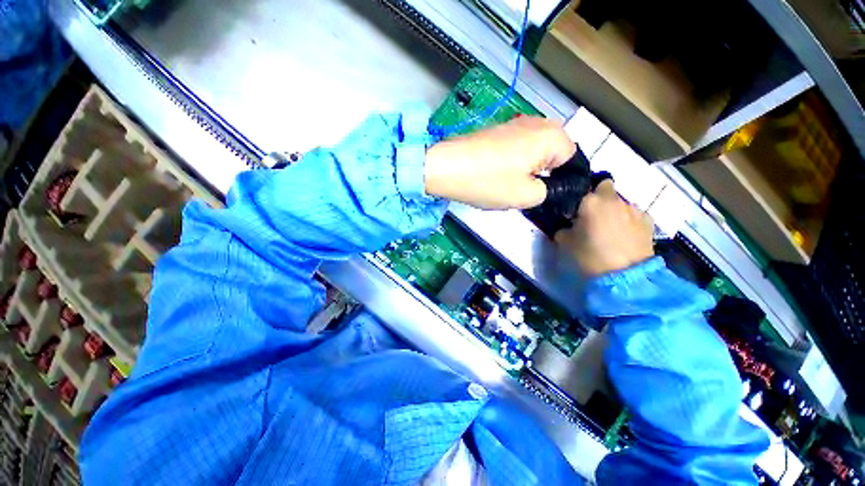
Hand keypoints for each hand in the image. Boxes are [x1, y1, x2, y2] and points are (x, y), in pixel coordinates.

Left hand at [424, 116, 575, 209]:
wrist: (446, 167)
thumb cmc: (487, 181)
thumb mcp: (526, 196)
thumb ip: (549, 192)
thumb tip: (551, 186)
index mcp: (551, 135)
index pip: (572, 158)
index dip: (561, 179)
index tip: (544, 193)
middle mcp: (537, 122)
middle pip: (553, 152)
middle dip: (543, 172)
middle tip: (524, 189)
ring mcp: (515, 123)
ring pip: (534, 150)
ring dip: (527, 168)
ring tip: (508, 182)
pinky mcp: (498, 129)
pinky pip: (517, 147)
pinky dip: (513, 161)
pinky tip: (497, 173)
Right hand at [555, 180, 654, 276]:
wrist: (625, 275)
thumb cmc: (590, 255)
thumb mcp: (565, 242)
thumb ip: (564, 229)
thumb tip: (567, 226)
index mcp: (592, 201)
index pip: (587, 186)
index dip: (582, 197)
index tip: (577, 210)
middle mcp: (615, 200)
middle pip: (606, 192)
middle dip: (600, 202)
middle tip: (593, 219)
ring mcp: (634, 209)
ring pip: (621, 203)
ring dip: (615, 211)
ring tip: (611, 230)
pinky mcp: (649, 222)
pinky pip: (634, 215)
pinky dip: (629, 221)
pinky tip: (625, 236)